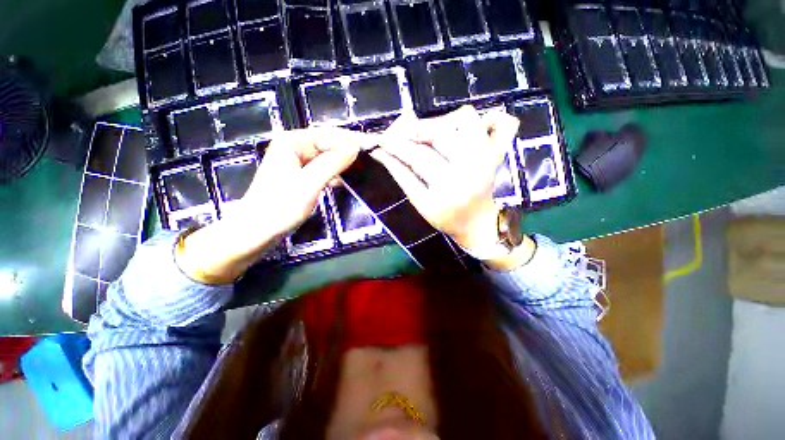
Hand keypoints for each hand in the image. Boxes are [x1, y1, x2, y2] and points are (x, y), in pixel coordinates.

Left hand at [176, 128, 376, 283]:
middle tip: (372, 156)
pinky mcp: (299, 176)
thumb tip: (355, 148)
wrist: (256, 232)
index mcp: (292, 142)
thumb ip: (332, 163)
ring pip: (326, 157)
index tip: (373, 146)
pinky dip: (335, 173)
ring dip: (343, 162)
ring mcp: (296, 162)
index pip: (328, 134)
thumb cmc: (280, 207)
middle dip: (349, 150)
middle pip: (328, 144)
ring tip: (363, 166)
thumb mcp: (309, 184)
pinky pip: (322, 169)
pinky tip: (344, 179)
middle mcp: (294, 147)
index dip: (351, 140)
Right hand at [372, 106, 534, 269]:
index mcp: (448, 189)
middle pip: (440, 134)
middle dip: (415, 131)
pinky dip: (492, 118)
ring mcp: (488, 158)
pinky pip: (505, 124)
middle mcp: (470, 170)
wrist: (478, 224)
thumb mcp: (420, 203)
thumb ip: (402, 176)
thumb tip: (383, 152)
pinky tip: (475, 128)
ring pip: (467, 119)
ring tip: (434, 134)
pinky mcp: (499, 154)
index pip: (417, 157)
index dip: (396, 145)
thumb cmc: (446, 218)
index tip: (382, 138)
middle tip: (404, 134)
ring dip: (444, 122)